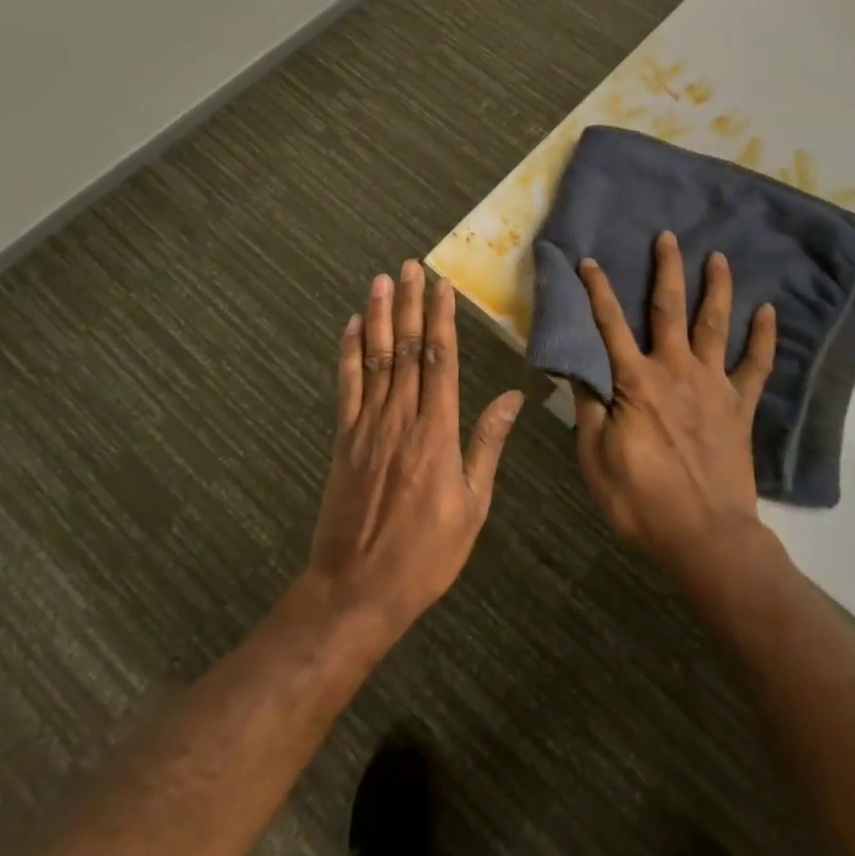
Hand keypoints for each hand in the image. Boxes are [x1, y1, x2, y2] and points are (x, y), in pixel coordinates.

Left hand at [306, 260, 521, 638]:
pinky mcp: (343, 440)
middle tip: (411, 266)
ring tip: (382, 280)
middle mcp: (400, 418)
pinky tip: (352, 327)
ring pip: (375, 359)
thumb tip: (512, 397)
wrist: (357, 590)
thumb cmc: (426, 553)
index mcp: (436, 432)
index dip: (441, 320)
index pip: (440, 361)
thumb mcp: (473, 505)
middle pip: (407, 349)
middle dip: (410, 304)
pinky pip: (346, 387)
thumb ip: (487, 445)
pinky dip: (348, 354)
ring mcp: (366, 427)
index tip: (442, 286)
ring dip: (379, 317)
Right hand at [573, 231, 777, 580]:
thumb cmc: (641, 500)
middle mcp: (676, 371)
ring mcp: (713, 386)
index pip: (610, 326)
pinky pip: (757, 366)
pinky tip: (769, 312)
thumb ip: (590, 409)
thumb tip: (578, 370)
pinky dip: (764, 338)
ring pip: (715, 325)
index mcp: (636, 382)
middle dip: (667, 270)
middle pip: (669, 310)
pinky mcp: (740, 406)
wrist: (704, 535)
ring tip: (720, 258)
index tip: (590, 260)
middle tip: (669, 237)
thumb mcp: (596, 457)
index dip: (598, 291)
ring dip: (717, 289)